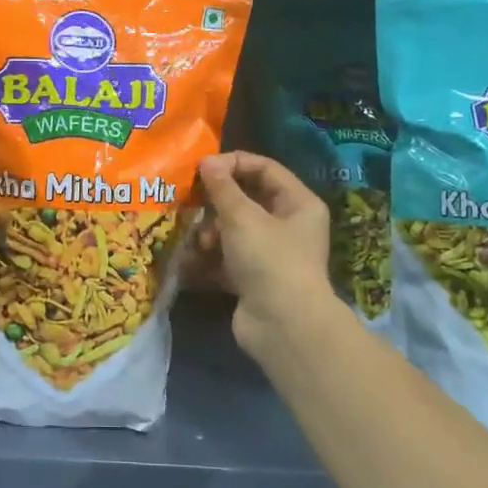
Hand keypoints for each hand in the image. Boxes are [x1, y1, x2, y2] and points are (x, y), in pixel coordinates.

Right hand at [194, 151, 334, 355]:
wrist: (282, 326)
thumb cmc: (269, 259)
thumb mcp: (242, 217)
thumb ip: (221, 188)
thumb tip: (207, 161)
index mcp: (298, 203)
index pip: (264, 169)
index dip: (233, 164)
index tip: (201, 168)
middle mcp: (288, 225)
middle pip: (246, 201)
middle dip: (216, 204)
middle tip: (191, 204)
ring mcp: (270, 254)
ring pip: (232, 231)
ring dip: (210, 233)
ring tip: (200, 243)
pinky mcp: (252, 279)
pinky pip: (225, 259)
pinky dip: (208, 259)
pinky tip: (190, 262)